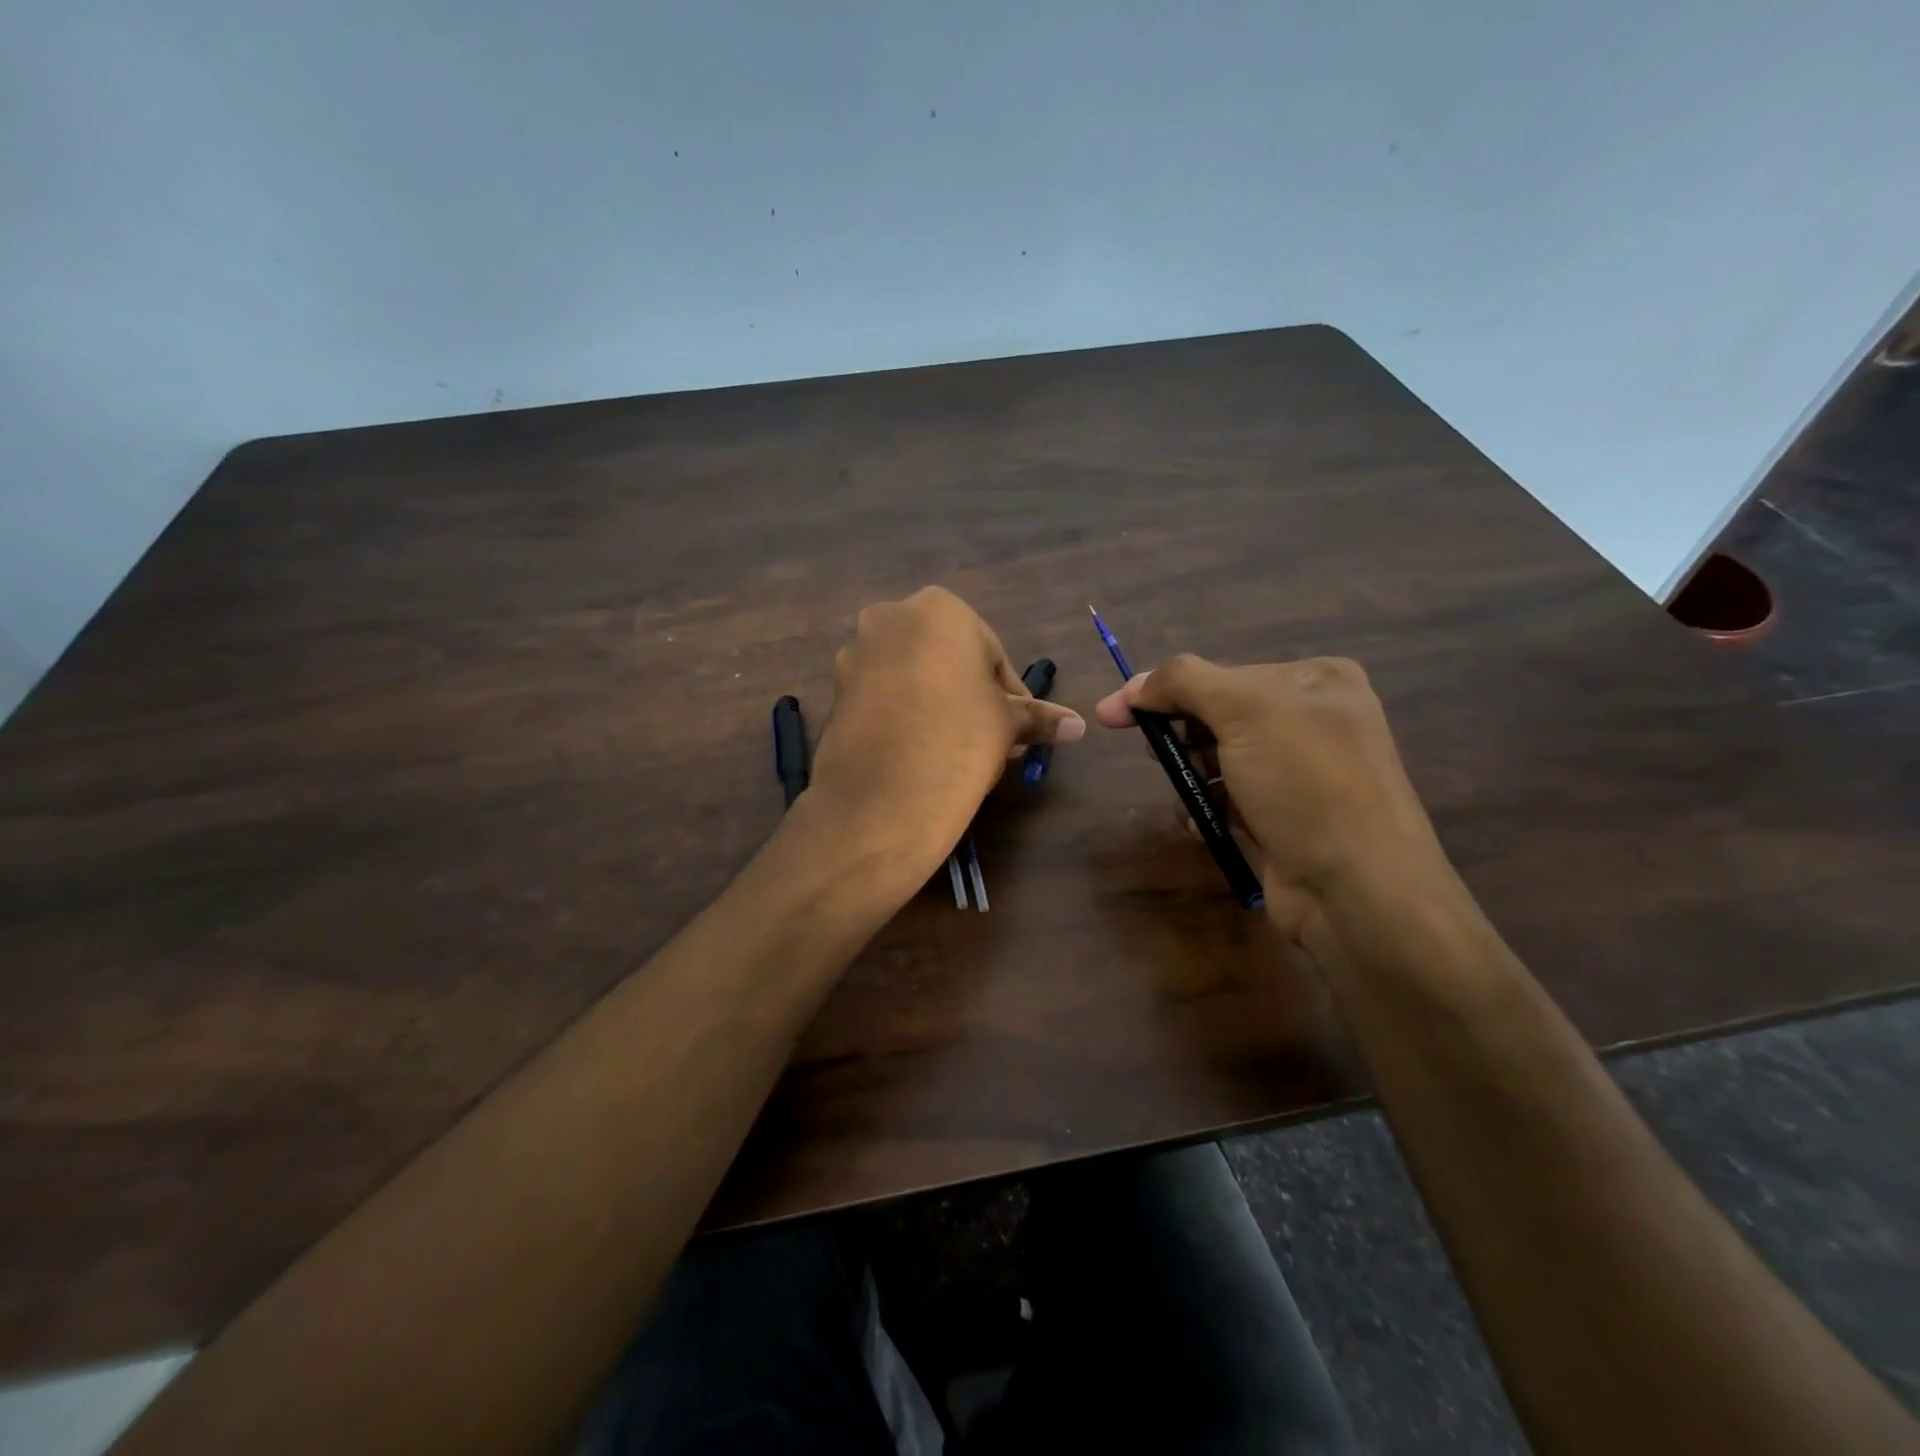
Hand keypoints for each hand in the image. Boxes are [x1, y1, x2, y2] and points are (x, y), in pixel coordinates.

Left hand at [805, 587, 1084, 878]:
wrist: (883, 797)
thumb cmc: (960, 740)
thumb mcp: (1007, 725)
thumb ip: (1040, 717)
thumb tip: (1079, 726)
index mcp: (939, 609)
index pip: (990, 652)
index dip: (1007, 694)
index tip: (1015, 727)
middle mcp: (890, 617)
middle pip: (946, 659)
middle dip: (968, 694)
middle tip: (986, 737)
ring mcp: (855, 653)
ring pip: (911, 675)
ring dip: (934, 703)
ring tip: (951, 748)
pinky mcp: (834, 690)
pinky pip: (881, 696)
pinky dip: (901, 714)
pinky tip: (915, 750)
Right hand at [1094, 654, 1447, 939]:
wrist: (1356, 888)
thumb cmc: (1304, 783)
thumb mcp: (1245, 710)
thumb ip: (1184, 682)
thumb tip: (1133, 687)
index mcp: (1315, 679)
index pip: (1221, 673)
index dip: (1164, 691)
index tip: (1114, 714)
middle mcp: (1313, 718)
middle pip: (1219, 714)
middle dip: (1180, 734)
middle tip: (1155, 754)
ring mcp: (1302, 771)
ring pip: (1221, 757)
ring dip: (1191, 774)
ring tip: (1186, 795)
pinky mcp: (1289, 815)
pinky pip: (1232, 796)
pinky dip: (1207, 805)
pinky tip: (1198, 821)